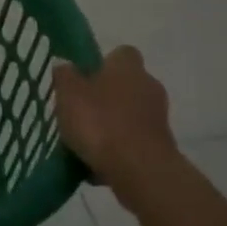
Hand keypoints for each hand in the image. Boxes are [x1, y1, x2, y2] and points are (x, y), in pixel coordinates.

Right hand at [53, 46, 180, 205]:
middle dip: (104, 98)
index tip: (83, 80)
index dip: (100, 65)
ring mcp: (158, 118)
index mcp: (128, 66)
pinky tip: (98, 167)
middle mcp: (149, 86)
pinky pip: (133, 143)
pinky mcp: (161, 147)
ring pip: (128, 116)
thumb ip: (64, 76)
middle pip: (123, 86)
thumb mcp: (68, 93)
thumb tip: (65, 66)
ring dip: (111, 127)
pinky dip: (118, 151)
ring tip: (84, 145)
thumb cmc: (100, 123)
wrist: (140, 171)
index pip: (120, 54)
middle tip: (79, 113)